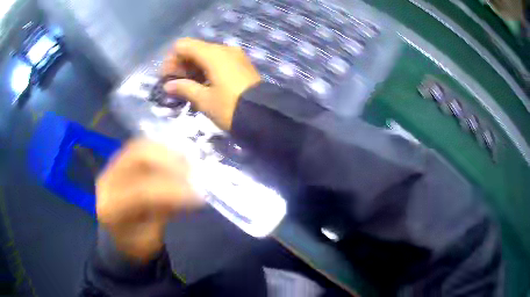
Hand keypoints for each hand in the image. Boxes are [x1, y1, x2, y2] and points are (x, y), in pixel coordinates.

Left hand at [96, 139, 203, 260]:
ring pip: (140, 147)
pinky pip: (140, 146)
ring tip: (188, 163)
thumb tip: (186, 193)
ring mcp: (111, 167)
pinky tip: (176, 156)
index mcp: (111, 209)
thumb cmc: (134, 244)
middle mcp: (107, 182)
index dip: (172, 191)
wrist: (115, 236)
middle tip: (193, 173)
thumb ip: (163, 215)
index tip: (198, 196)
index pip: (141, 192)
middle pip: (137, 158)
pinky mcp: (118, 161)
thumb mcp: (150, 241)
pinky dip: (160, 149)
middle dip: (168, 162)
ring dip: (166, 152)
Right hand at [162, 38, 260, 130]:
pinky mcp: (241, 64)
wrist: (264, 115)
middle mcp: (224, 49)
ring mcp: (234, 56)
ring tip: (186, 87)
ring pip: (206, 55)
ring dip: (192, 68)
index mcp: (212, 54)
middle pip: (194, 49)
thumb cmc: (230, 107)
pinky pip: (218, 61)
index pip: (183, 45)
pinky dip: (205, 69)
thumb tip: (168, 85)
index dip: (171, 59)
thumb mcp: (204, 100)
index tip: (167, 76)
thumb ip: (184, 88)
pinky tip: (201, 85)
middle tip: (174, 84)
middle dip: (181, 64)